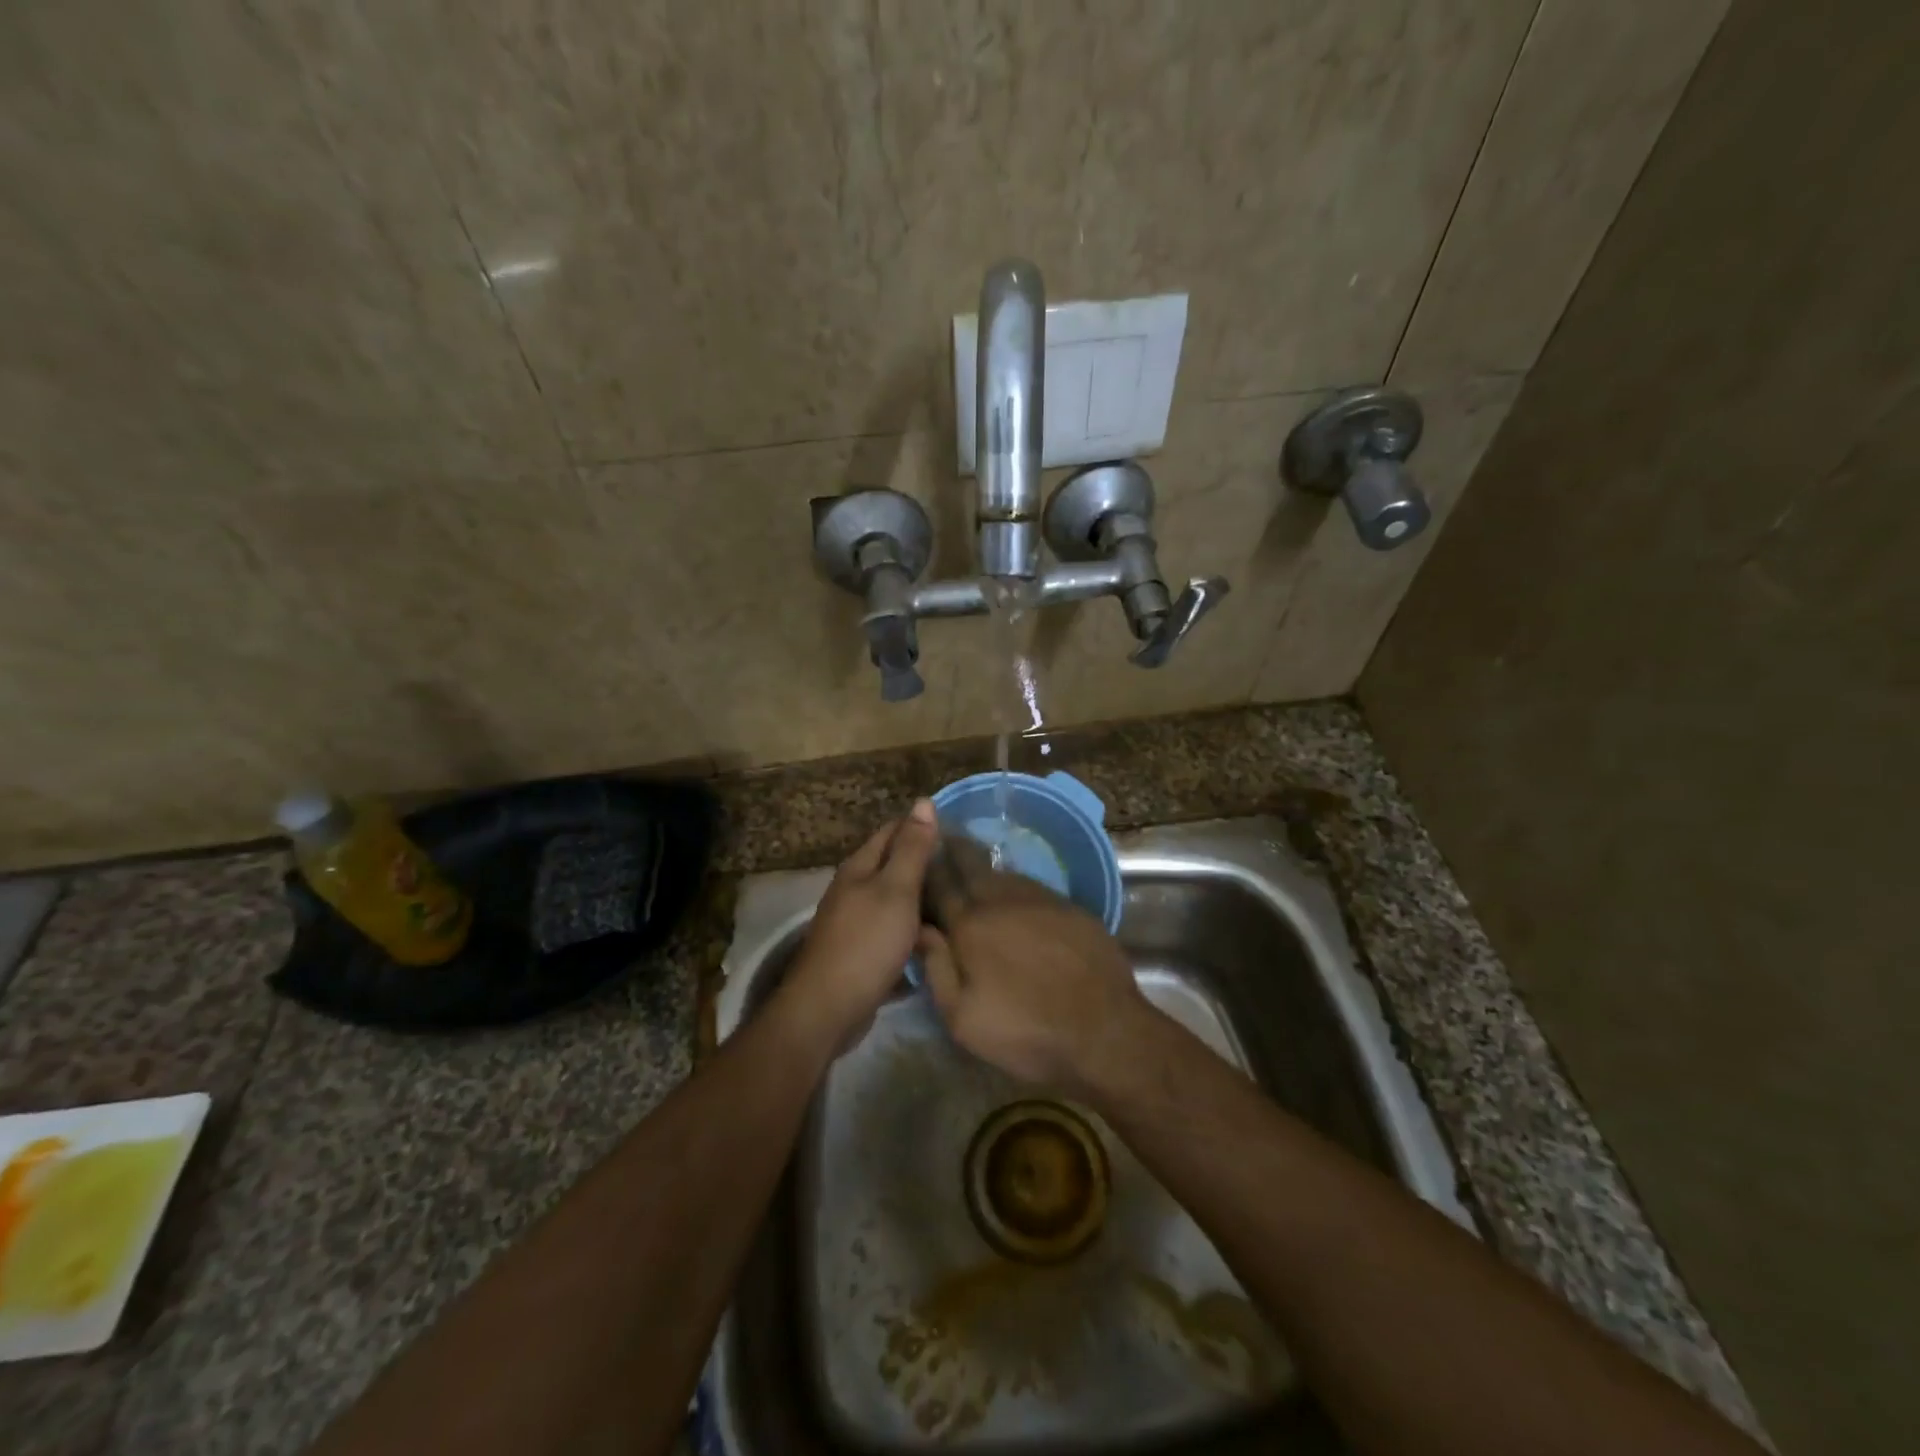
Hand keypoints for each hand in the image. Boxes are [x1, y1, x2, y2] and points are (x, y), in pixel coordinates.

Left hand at [784, 799, 939, 1043]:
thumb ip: (912, 848)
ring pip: (895, 901)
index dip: (923, 827)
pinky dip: (914, 932)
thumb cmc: (866, 943)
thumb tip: (923, 801)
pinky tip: (936, 941)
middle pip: (893, 866)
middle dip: (926, 865)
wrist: (828, 1009)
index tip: (959, 833)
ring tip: (959, 903)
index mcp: (860, 867)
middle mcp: (853, 889)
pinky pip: (893, 932)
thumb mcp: (896, 890)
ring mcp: (854, 923)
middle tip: (967, 871)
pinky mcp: (860, 953)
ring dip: (922, 900)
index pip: (893, 831)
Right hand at [917, 850, 1153, 1091]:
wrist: (1103, 1029)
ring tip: (975, 865)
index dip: (925, 869)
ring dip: (985, 868)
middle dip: (954, 850)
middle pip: (971, 864)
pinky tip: (1016, 895)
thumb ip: (936, 969)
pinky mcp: (1069, 906)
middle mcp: (1001, 900)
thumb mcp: (962, 1018)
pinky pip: (1033, 886)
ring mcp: (1039, 899)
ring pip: (1003, 873)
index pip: (939, 885)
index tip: (916, 856)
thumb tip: (919, 929)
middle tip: (944, 840)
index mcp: (969, 926)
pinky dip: (1016, 885)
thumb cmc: (1025, 1030)